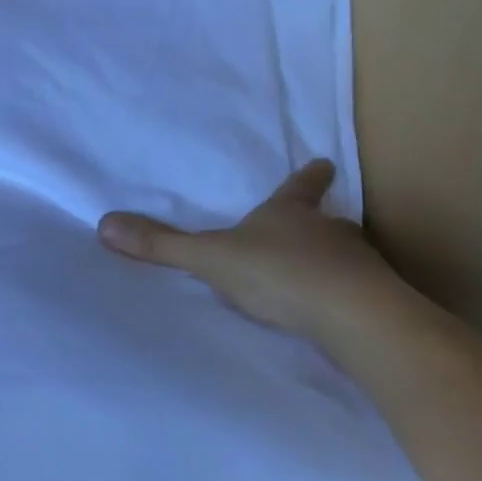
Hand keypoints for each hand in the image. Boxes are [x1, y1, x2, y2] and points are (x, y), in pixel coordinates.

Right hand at [97, 159, 406, 340]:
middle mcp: (329, 233)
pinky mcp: (376, 302)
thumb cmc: (279, 273)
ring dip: (337, 262)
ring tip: (326, 276)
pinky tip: (338, 316)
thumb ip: (162, 245)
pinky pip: (361, 294)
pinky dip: (349, 298)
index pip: (299, 187)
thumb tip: (105, 223)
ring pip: (348, 257)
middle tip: (322, 225)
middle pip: (329, 221)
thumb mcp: (211, 258)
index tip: (324, 162)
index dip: (308, 176)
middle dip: (324, 223)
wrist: (354, 318)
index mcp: (290, 214)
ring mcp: (358, 267)